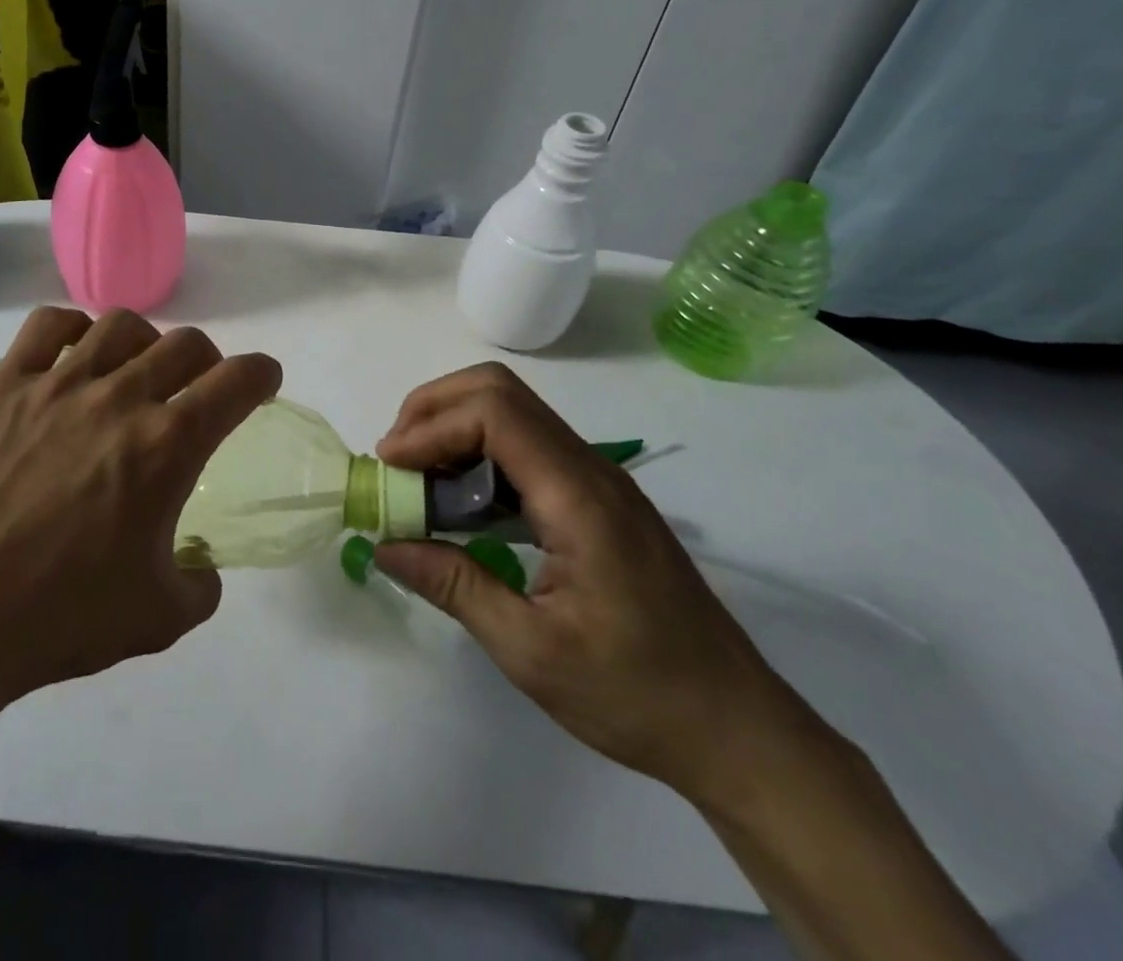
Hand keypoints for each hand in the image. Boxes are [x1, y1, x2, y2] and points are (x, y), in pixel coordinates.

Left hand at [0, 306, 281, 710]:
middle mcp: (119, 398)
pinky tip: (75, 354)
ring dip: (145, 341)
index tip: (263, 380)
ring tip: (137, 369)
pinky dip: (72, 328)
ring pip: (119, 325)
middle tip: (200, 387)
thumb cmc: (62, 617)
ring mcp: (58, 385)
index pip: (235, 382)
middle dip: (207, 362)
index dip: (261, 374)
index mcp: (167, 446)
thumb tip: (202, 566)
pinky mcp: (6, 387)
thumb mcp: (160, 618)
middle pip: (184, 344)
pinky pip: (47, 326)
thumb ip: (201, 584)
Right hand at [373, 364, 814, 807]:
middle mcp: (590, 469)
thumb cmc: (637, 695)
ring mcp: (598, 481)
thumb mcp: (532, 651)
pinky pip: (528, 448)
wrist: (739, 731)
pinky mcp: (598, 501)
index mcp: (578, 496)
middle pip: (500, 392)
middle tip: (397, 459)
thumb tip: (384, 546)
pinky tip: (461, 505)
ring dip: (455, 429)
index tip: (389, 467)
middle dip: (435, 410)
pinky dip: (480, 455)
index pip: (494, 413)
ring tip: (418, 480)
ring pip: (514, 413)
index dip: (430, 426)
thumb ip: (455, 586)